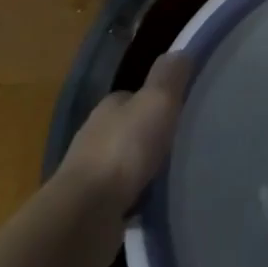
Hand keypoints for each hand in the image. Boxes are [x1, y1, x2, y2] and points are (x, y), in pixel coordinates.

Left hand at [54, 52, 190, 260]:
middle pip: (128, 128)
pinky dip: (135, 194)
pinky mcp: (91, 207)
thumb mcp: (156, 102)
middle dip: (149, 133)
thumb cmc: (124, 150)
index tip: (180, 107)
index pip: (134, 96)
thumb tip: (179, 52)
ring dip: (142, 166)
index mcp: (110, 107)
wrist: (85, 215)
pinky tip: (153, 200)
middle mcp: (95, 136)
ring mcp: (90, 173)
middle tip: (181, 140)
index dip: (156, 99)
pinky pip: (121, 193)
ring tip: (172, 172)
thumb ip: (169, 76)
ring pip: (123, 161)